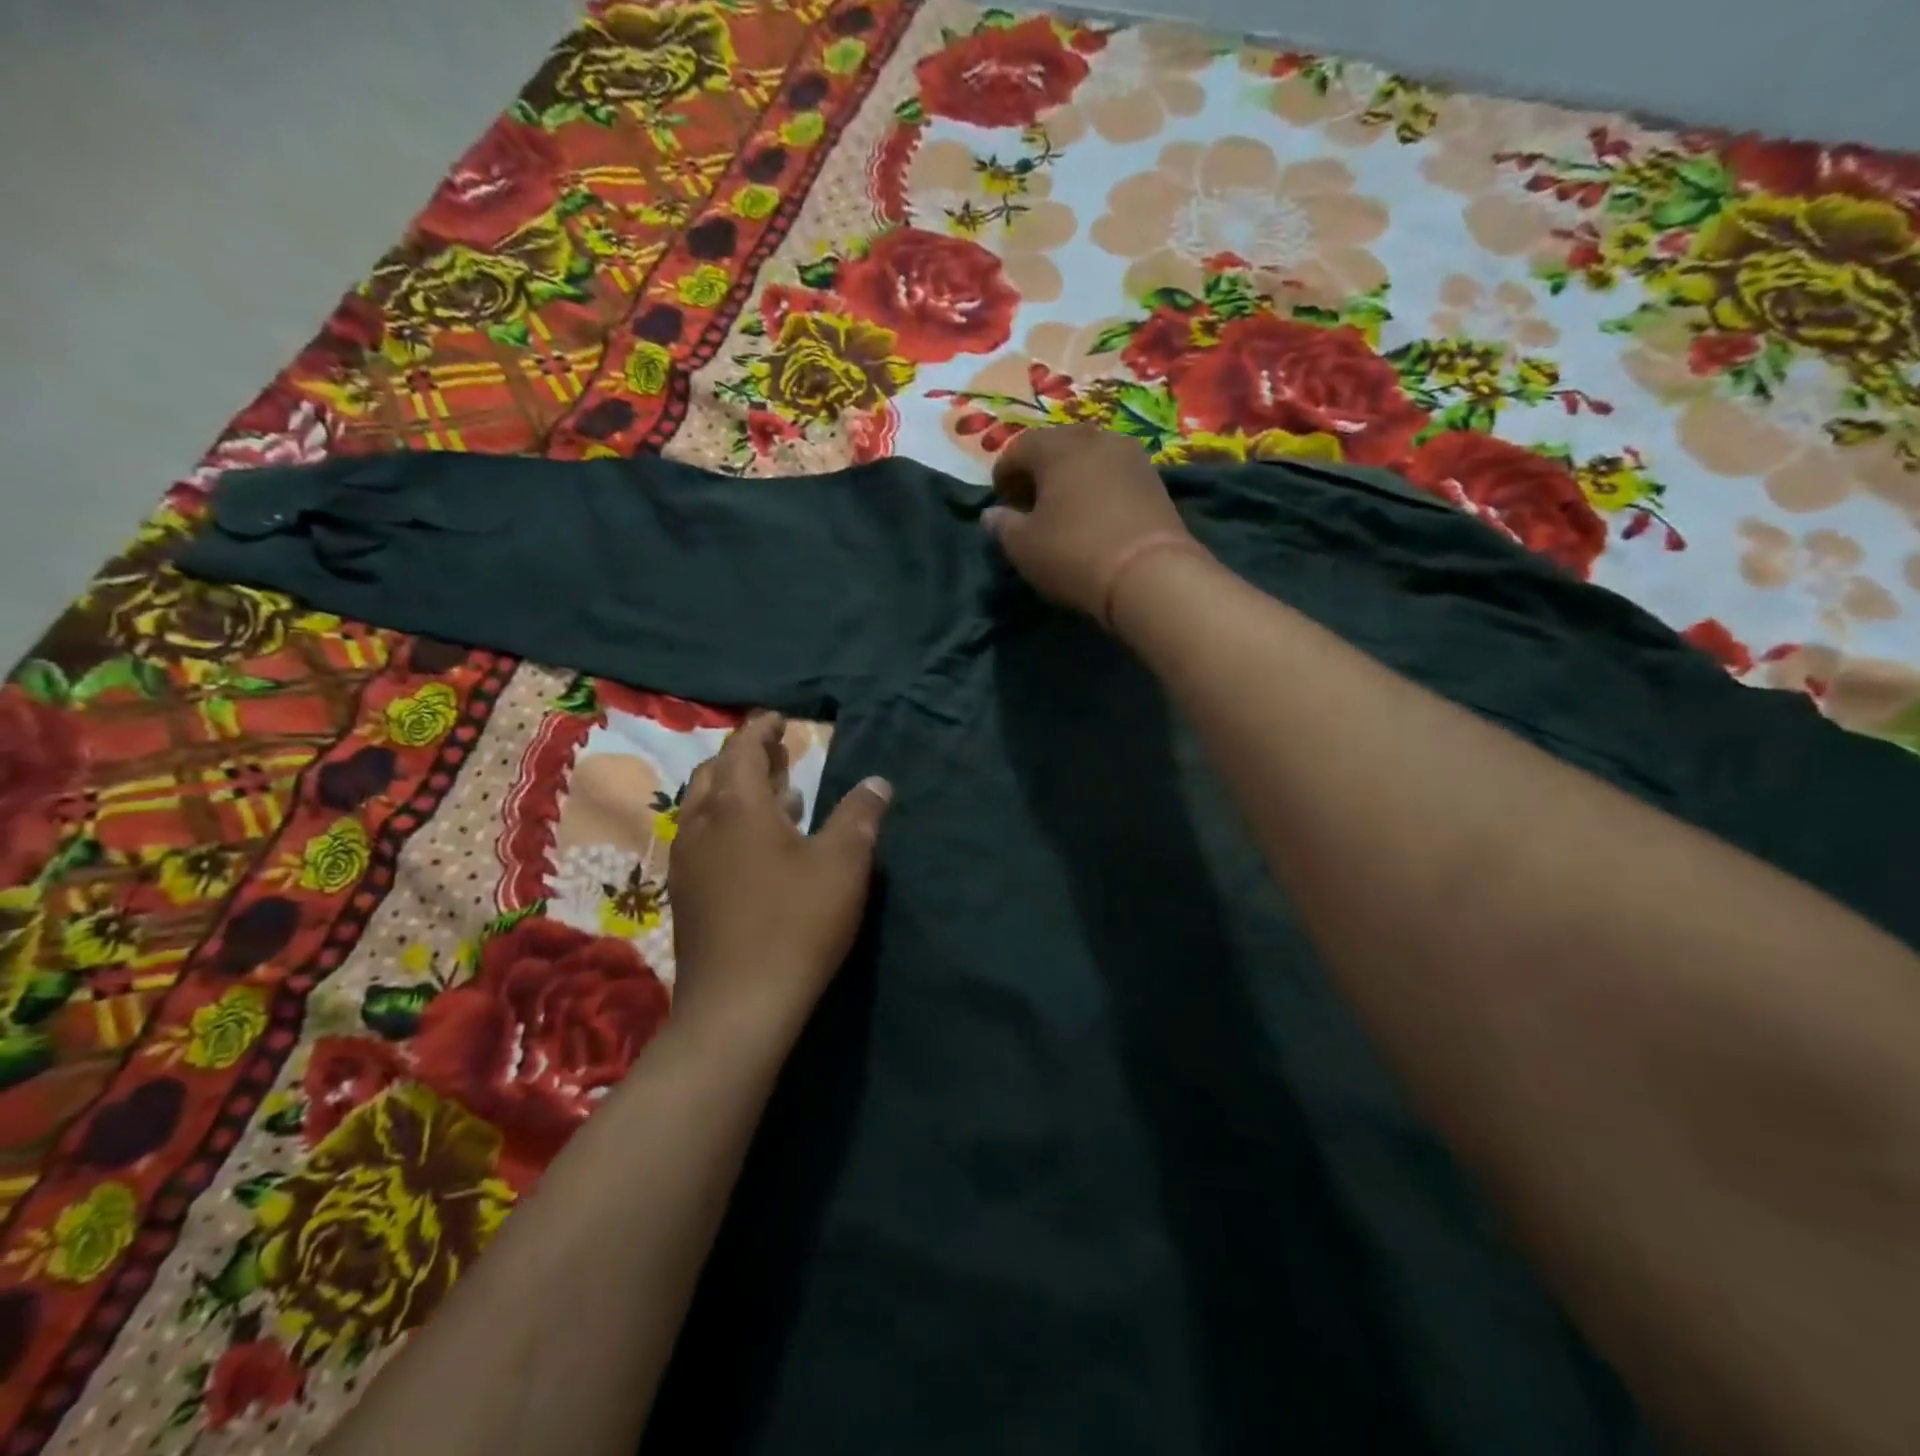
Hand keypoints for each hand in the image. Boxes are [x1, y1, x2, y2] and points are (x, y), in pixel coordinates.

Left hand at [667, 712, 890, 1046]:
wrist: (738, 1006)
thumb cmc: (796, 923)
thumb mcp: (843, 864)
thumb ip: (860, 816)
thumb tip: (878, 782)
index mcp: (736, 806)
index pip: (742, 748)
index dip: (761, 729)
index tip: (780, 719)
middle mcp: (701, 825)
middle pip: (714, 773)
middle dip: (744, 756)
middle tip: (777, 753)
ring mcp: (687, 862)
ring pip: (703, 807)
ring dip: (734, 790)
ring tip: (775, 795)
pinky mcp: (686, 895)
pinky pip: (702, 838)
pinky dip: (726, 823)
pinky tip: (755, 848)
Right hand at [984, 424, 1203, 623]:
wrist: (1150, 573)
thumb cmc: (1074, 554)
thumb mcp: (1024, 547)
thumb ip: (1003, 526)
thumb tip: (993, 514)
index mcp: (1056, 446)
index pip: (1018, 449)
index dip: (1003, 474)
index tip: (999, 500)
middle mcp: (1094, 438)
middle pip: (1057, 446)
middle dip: (1038, 470)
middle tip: (1029, 501)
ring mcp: (1130, 455)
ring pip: (1089, 457)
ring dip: (1071, 477)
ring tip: (1063, 509)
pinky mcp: (1154, 479)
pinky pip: (1113, 474)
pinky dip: (1097, 487)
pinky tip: (1094, 515)